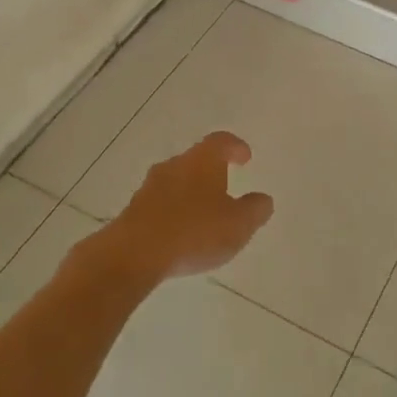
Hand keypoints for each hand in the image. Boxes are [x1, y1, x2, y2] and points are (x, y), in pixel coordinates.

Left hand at [110, 132, 274, 282]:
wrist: (133, 255)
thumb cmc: (194, 232)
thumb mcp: (239, 224)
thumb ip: (255, 210)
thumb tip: (263, 200)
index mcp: (203, 160)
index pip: (221, 141)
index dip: (235, 147)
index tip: (245, 157)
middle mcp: (175, 165)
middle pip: (196, 160)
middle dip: (211, 171)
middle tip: (225, 185)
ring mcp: (150, 187)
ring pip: (176, 181)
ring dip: (191, 192)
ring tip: (204, 213)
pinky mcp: (133, 210)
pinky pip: (160, 203)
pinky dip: (174, 211)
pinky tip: (181, 232)